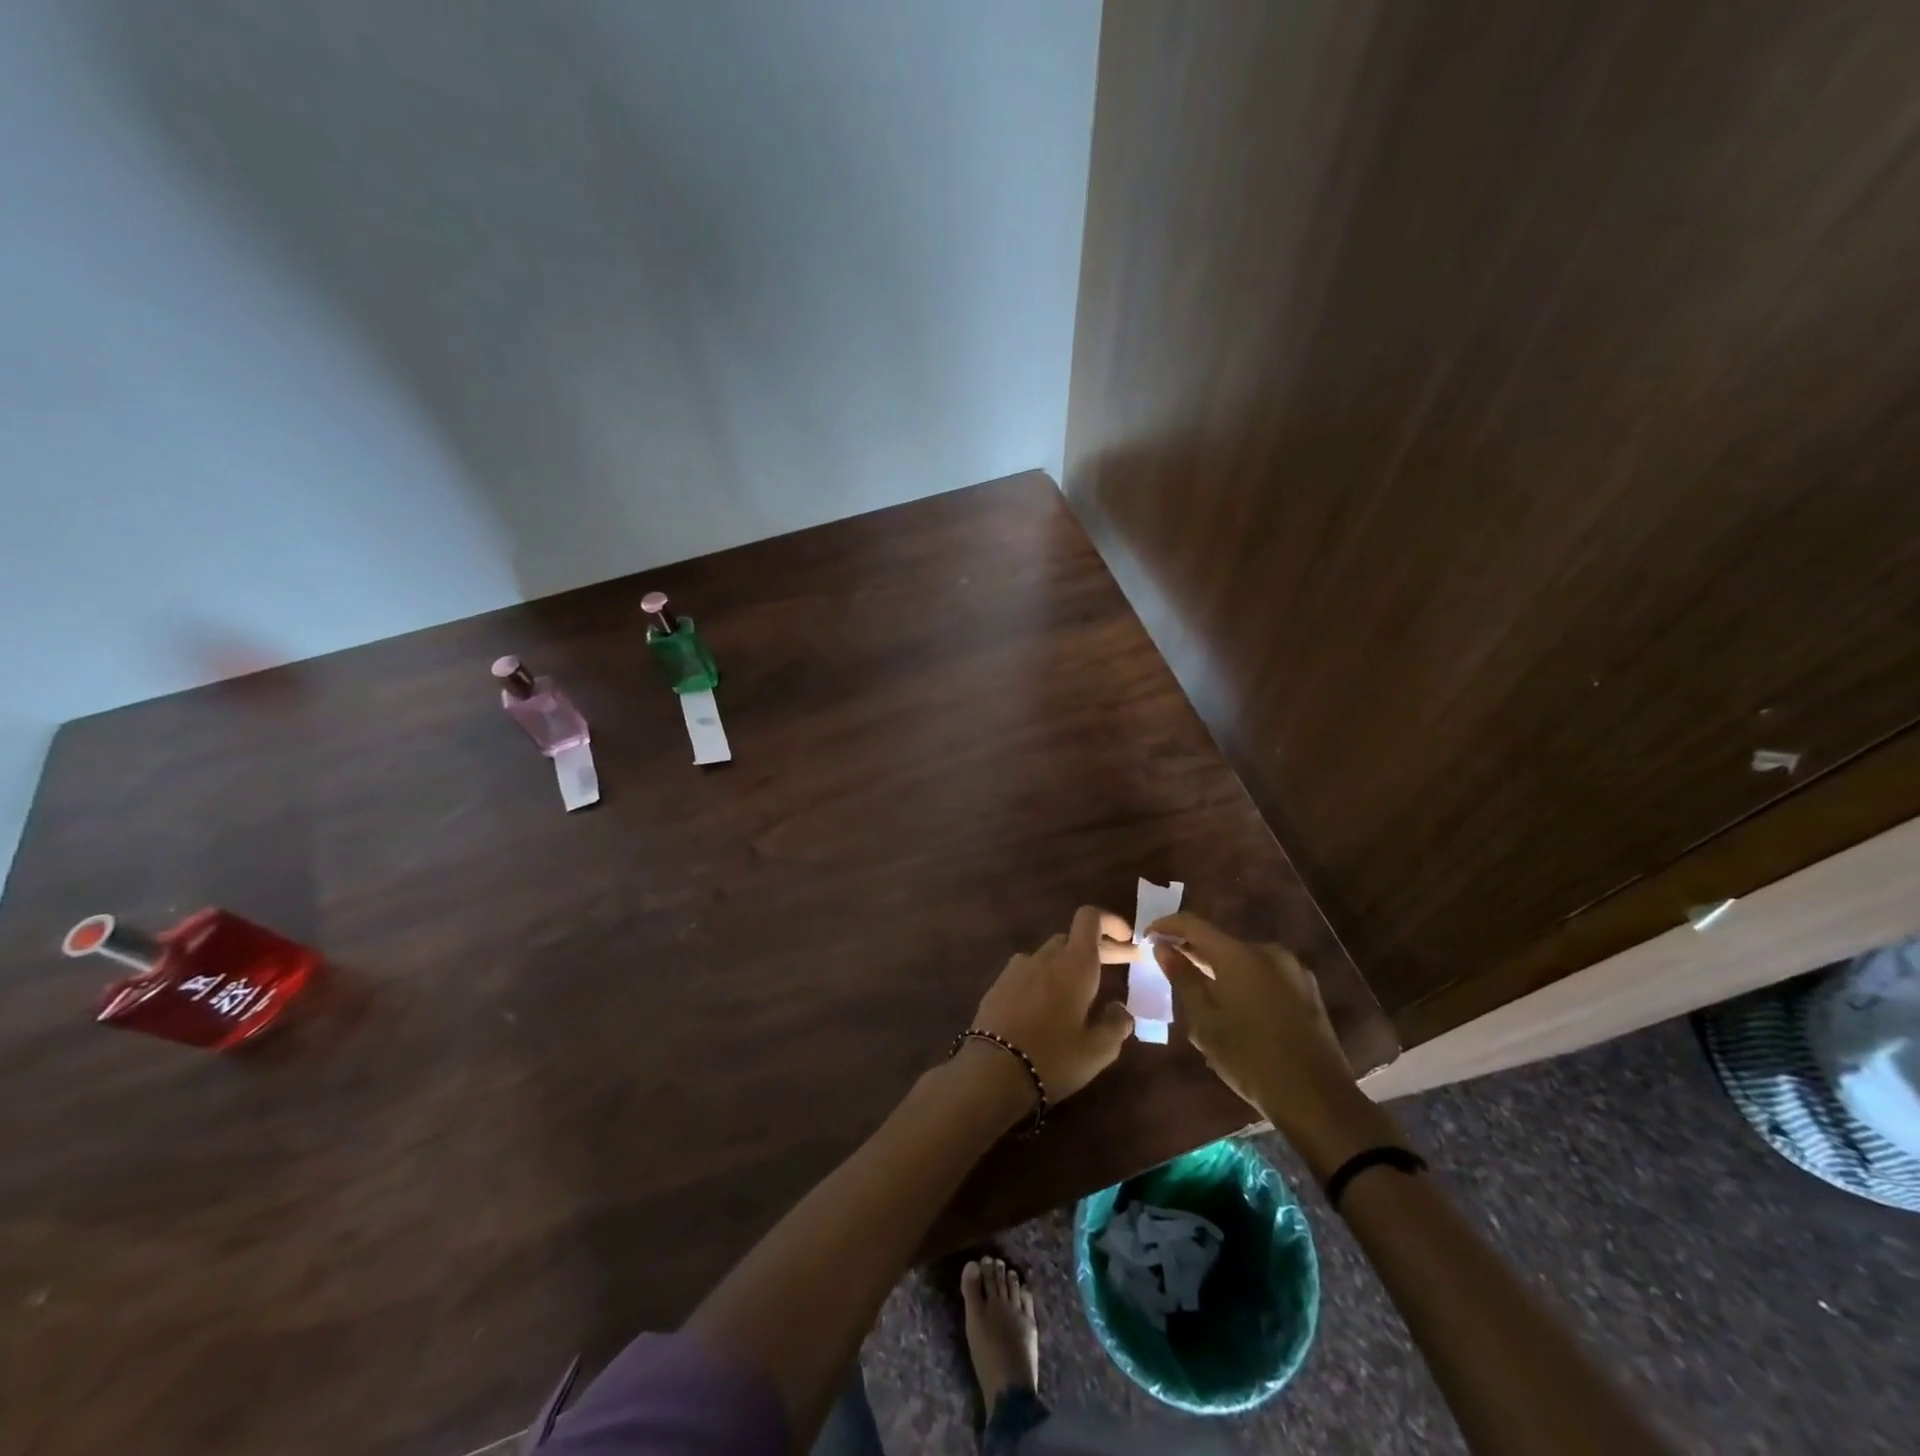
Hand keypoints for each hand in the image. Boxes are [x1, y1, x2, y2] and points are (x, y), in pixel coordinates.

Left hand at [968, 906, 1138, 1103]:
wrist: (992, 1070)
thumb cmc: (1054, 1058)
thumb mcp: (1098, 1051)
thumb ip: (1116, 1025)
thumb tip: (1120, 1009)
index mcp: (1074, 964)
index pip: (1090, 918)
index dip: (1110, 922)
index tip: (1127, 940)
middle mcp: (1045, 956)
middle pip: (1072, 939)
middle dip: (1097, 950)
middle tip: (1117, 969)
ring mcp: (1017, 968)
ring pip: (1049, 955)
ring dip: (1068, 965)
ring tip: (1080, 993)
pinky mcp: (998, 984)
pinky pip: (1028, 972)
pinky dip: (1043, 979)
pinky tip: (1046, 1006)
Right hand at [1148, 913, 1359, 1140]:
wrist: (1318, 1100)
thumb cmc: (1251, 1060)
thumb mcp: (1205, 1022)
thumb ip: (1182, 978)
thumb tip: (1162, 948)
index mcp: (1239, 955)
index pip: (1193, 924)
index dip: (1166, 925)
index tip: (1147, 937)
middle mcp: (1267, 951)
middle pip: (1219, 940)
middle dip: (1192, 950)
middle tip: (1169, 967)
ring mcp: (1292, 969)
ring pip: (1242, 958)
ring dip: (1218, 967)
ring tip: (1200, 990)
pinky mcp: (1307, 988)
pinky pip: (1263, 973)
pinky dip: (1242, 979)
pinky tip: (1234, 1005)